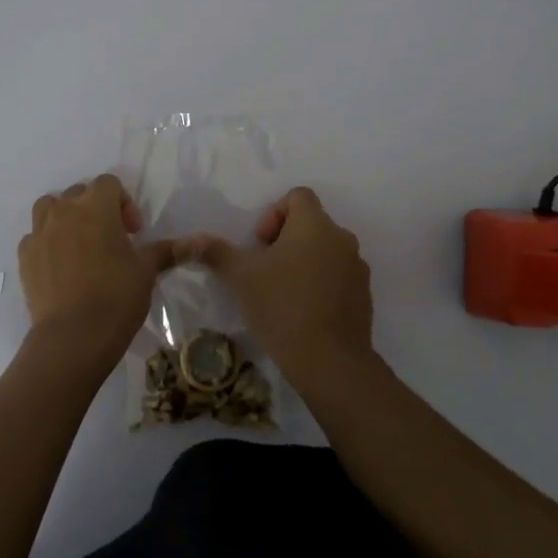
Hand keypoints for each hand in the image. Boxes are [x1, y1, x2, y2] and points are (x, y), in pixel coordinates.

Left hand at [18, 174, 180, 377]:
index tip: (132, 232)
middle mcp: (64, 211)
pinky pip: (35, 237)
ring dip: (65, 218)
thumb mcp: (146, 271)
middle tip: (111, 239)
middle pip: (79, 193)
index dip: (124, 203)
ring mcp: (40, 232)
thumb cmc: (116, 297)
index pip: (109, 183)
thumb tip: (197, 241)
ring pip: (50, 208)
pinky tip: (60, 267)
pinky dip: (48, 243)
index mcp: (96, 206)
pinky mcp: (24, 256)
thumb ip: (166, 250)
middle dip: (96, 209)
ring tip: (80, 244)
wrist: (72, 337)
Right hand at [192, 187, 372, 384]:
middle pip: (311, 223)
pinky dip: (320, 284)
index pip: (297, 196)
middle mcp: (342, 238)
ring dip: (303, 262)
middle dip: (285, 240)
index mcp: (315, 224)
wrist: (329, 360)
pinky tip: (303, 312)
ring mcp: (357, 267)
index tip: (261, 244)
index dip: (274, 213)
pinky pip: (338, 276)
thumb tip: (192, 239)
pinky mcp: (364, 295)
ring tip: (282, 293)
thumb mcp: (241, 277)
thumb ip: (217, 253)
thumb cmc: (282, 306)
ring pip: (325, 251)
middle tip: (265, 270)